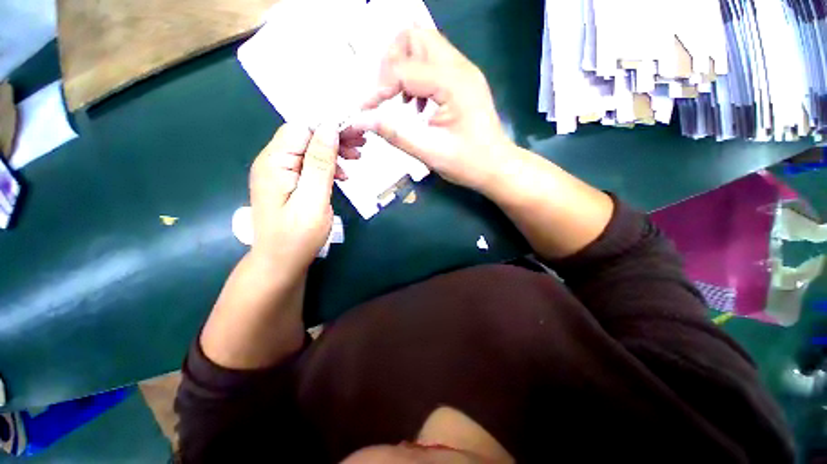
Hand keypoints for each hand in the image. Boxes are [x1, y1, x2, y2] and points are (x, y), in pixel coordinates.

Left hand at [248, 123, 364, 275]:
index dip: (328, 127)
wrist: (280, 263)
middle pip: (305, 136)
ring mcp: (279, 173)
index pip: (301, 128)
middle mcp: (272, 162)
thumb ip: (320, 163)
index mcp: (274, 162)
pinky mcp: (288, 183)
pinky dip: (327, 166)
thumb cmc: (298, 237)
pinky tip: (342, 176)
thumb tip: (329, 128)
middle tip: (361, 146)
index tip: (356, 134)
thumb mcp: (314, 199)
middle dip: (333, 138)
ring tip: (356, 158)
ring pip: (309, 150)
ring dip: (333, 151)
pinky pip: (308, 165)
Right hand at [357, 27, 512, 190]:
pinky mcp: (463, 80)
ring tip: (402, 102)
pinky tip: (418, 105)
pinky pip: (433, 62)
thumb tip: (363, 121)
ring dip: (405, 68)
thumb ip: (396, 134)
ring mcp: (464, 71)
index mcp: (453, 84)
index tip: (366, 110)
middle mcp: (460, 67)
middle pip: (414, 37)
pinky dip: (417, 76)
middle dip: (392, 62)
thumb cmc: (468, 163)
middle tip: (385, 95)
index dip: (379, 88)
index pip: (404, 69)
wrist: (497, 167)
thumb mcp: (430, 153)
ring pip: (424, 45)